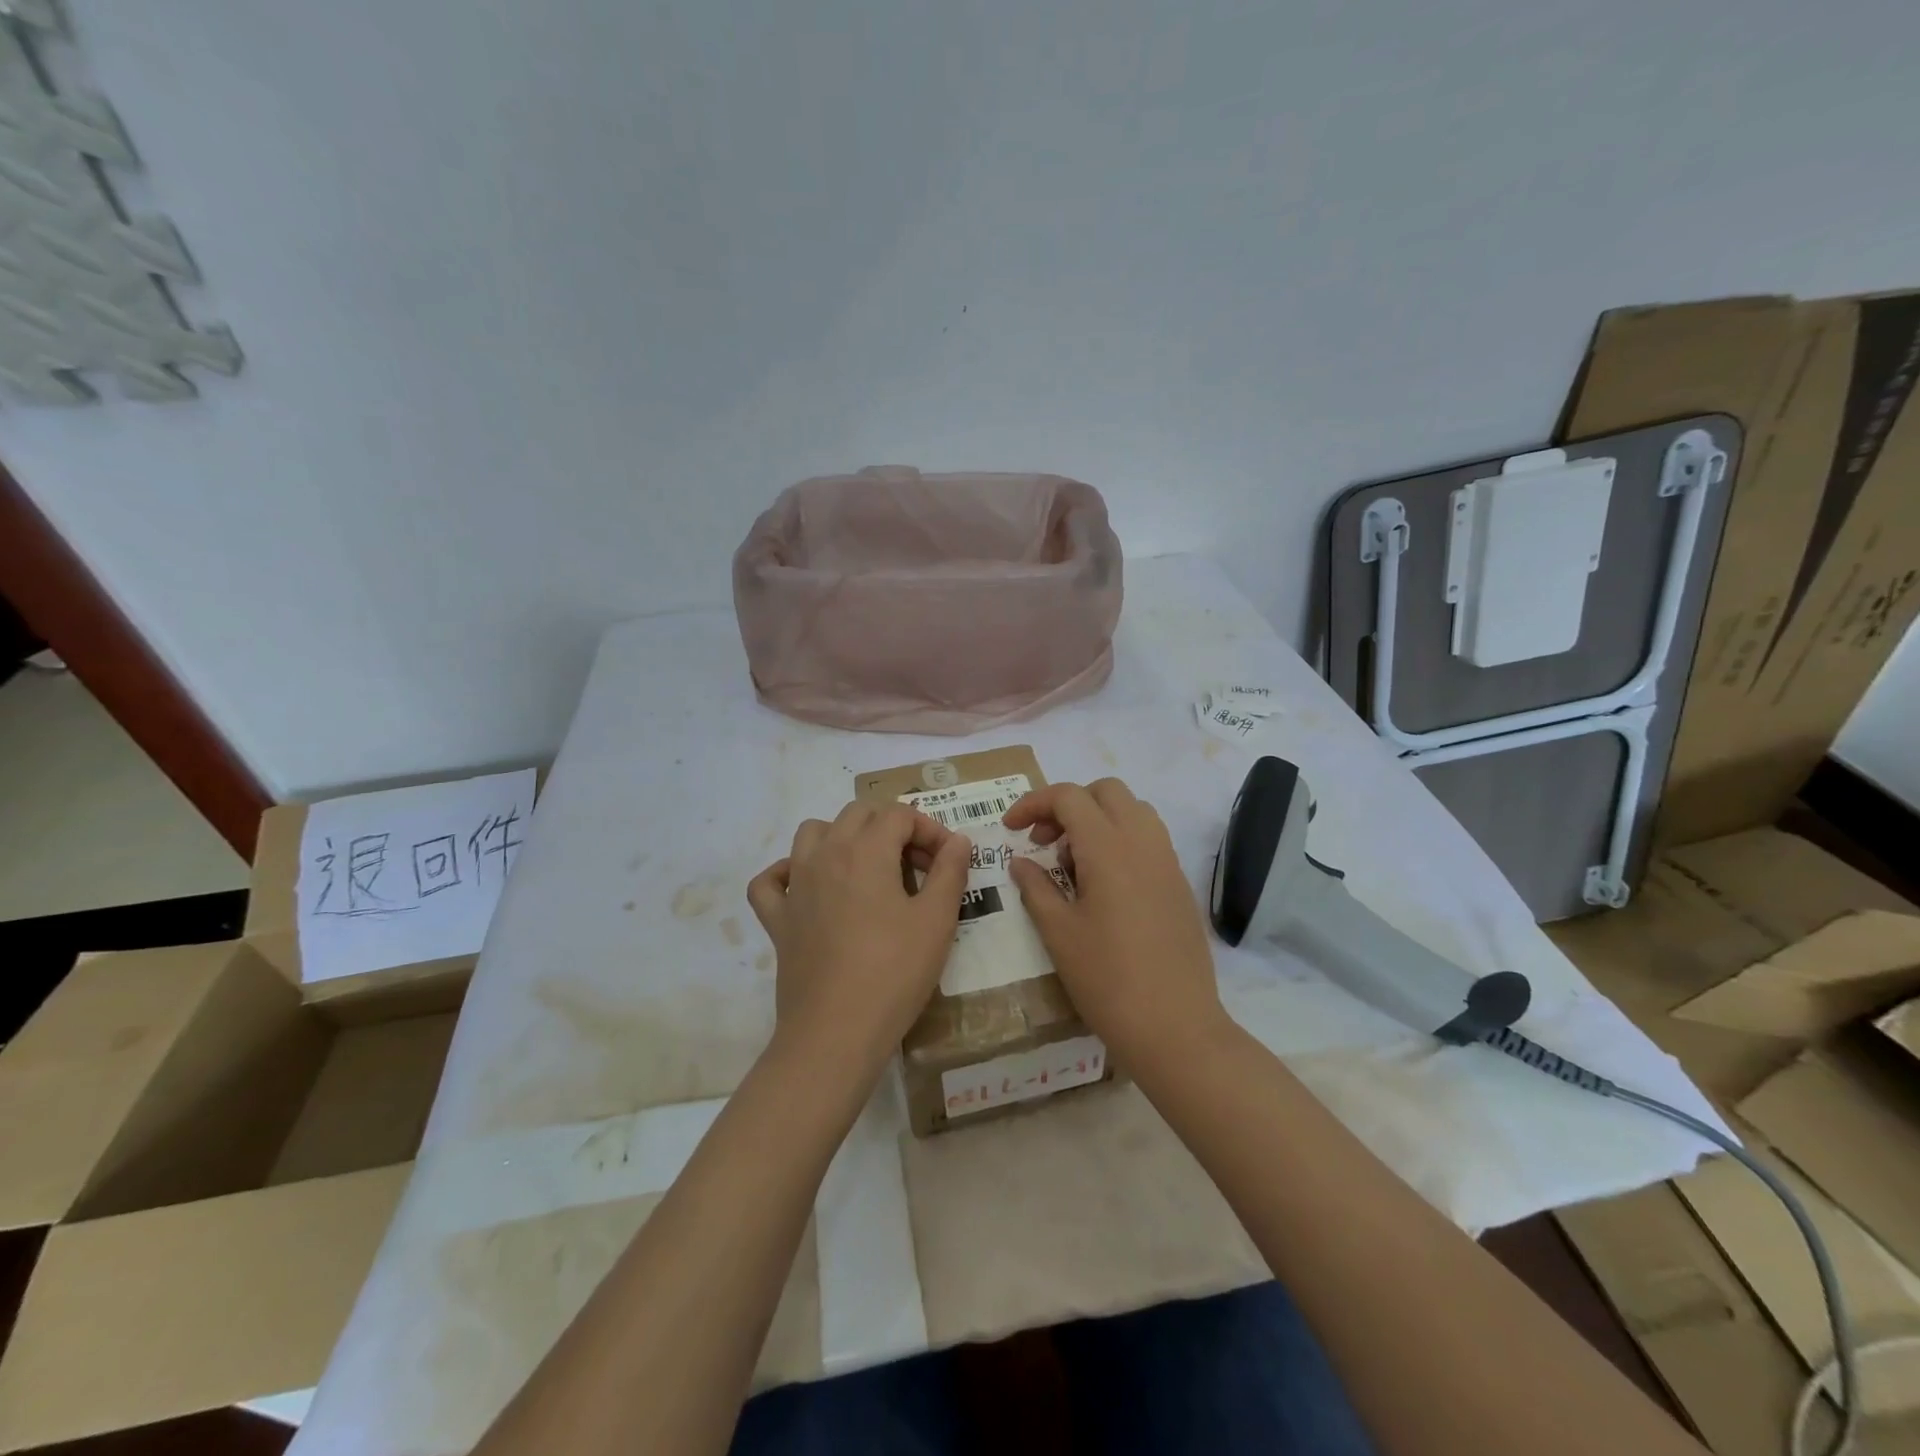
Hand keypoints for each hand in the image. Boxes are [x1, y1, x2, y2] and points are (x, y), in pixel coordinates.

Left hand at [747, 801, 971, 1084]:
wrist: (836, 1032)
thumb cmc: (894, 972)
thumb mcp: (937, 921)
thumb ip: (950, 872)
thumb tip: (958, 840)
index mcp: (865, 850)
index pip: (900, 814)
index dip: (930, 829)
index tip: (947, 860)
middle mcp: (825, 855)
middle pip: (858, 814)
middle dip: (891, 827)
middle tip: (917, 865)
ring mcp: (795, 886)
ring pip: (812, 833)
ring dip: (842, 837)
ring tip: (868, 868)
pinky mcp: (777, 919)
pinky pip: (771, 881)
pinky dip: (787, 874)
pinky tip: (809, 889)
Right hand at [1004, 778, 1230, 1072]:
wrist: (1175, 1026)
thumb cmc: (1107, 979)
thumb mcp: (1059, 932)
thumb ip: (1036, 887)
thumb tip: (1022, 861)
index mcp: (1108, 848)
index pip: (1068, 797)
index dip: (1033, 803)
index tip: (1011, 828)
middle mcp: (1143, 842)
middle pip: (1106, 791)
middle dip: (1068, 804)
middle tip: (1045, 842)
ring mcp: (1167, 861)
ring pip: (1132, 810)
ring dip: (1098, 819)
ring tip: (1073, 864)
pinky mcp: (1179, 883)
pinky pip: (1149, 838)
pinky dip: (1120, 840)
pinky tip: (1103, 885)